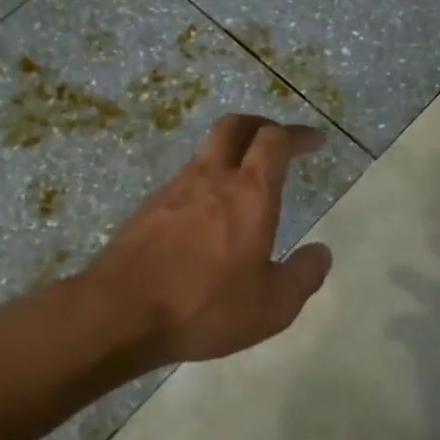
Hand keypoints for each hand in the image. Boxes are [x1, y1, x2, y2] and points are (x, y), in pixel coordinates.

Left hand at [83, 114, 333, 366]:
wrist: (118, 314)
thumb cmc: (205, 306)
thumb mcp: (273, 305)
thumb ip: (304, 275)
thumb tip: (321, 252)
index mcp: (249, 193)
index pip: (275, 141)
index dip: (298, 134)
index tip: (314, 141)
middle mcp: (211, 179)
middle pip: (235, 126)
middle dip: (261, 125)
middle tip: (277, 140)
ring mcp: (174, 190)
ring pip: (206, 153)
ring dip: (230, 154)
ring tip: (244, 182)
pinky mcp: (147, 210)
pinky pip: (184, 182)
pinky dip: (205, 183)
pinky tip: (206, 217)